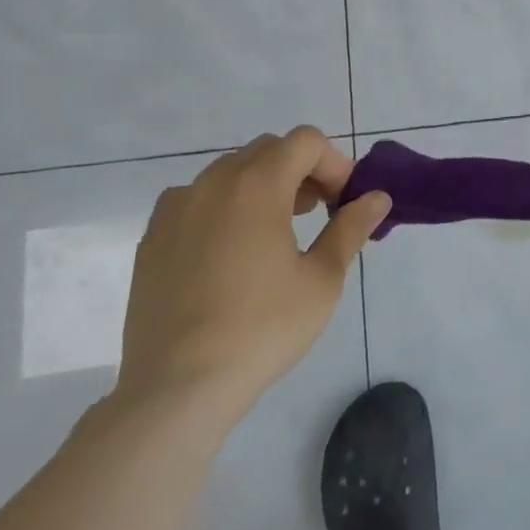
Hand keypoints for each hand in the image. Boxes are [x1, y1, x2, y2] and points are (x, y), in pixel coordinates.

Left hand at [116, 127, 389, 426]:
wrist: (176, 388)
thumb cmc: (262, 329)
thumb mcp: (322, 279)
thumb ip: (350, 228)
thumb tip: (378, 198)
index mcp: (256, 185)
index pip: (305, 141)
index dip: (334, 163)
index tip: (344, 203)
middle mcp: (211, 183)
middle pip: (268, 151)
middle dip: (301, 171)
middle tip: (319, 214)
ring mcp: (175, 209)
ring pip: (230, 173)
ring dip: (263, 186)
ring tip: (277, 234)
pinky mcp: (152, 239)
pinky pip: (197, 200)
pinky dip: (225, 207)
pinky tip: (232, 254)